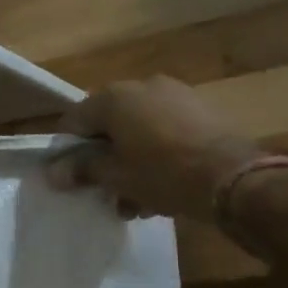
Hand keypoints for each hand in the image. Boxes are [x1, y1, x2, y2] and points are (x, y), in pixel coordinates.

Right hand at [46, 77, 263, 219]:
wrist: (234, 177)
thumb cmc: (163, 173)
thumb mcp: (115, 176)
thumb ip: (81, 170)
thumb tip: (53, 173)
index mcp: (114, 97)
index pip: (74, 121)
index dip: (68, 151)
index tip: (71, 179)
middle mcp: (142, 86)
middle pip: (109, 126)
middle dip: (105, 161)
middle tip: (107, 193)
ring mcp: (175, 95)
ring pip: (138, 132)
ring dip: (131, 163)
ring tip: (137, 201)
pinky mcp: (201, 110)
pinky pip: (165, 132)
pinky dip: (157, 155)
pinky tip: (163, 188)